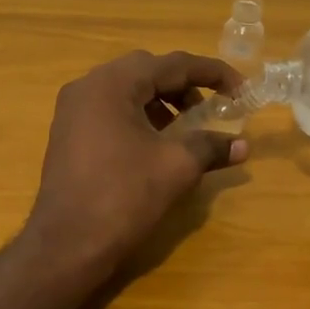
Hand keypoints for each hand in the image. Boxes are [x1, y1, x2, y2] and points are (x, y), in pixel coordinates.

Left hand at [23, 50, 247, 280]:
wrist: (67, 244)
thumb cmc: (123, 196)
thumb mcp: (176, 167)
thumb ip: (210, 147)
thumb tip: (242, 146)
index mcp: (112, 84)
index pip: (172, 64)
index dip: (212, 73)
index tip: (241, 89)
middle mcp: (87, 87)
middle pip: (146, 71)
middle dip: (184, 86)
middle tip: (211, 109)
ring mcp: (72, 111)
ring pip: (126, 91)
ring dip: (161, 102)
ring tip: (186, 129)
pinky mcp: (68, 135)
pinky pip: (110, 111)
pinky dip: (138, 117)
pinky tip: (156, 144)